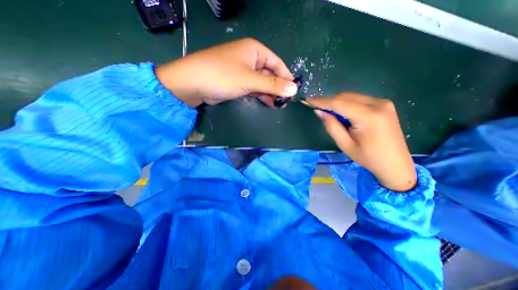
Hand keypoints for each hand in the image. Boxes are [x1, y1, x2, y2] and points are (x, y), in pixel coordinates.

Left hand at [156, 37, 297, 105]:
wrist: (193, 84)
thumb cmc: (223, 75)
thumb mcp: (250, 80)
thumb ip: (272, 85)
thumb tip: (294, 89)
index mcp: (255, 50)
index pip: (277, 63)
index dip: (286, 77)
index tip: (293, 91)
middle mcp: (250, 58)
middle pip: (270, 73)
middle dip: (277, 87)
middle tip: (285, 102)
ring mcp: (243, 71)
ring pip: (262, 82)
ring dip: (270, 93)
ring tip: (278, 105)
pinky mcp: (238, 82)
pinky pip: (254, 88)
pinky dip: (260, 95)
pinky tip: (268, 103)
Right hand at [307, 93, 414, 191]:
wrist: (395, 164)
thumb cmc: (367, 157)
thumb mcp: (344, 144)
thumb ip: (331, 125)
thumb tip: (319, 111)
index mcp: (368, 117)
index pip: (339, 103)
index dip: (322, 101)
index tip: (308, 100)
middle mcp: (378, 104)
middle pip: (345, 97)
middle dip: (329, 101)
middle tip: (317, 108)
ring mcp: (383, 102)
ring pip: (352, 96)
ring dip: (337, 102)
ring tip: (328, 112)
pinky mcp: (384, 104)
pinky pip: (359, 99)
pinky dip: (347, 103)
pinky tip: (342, 113)